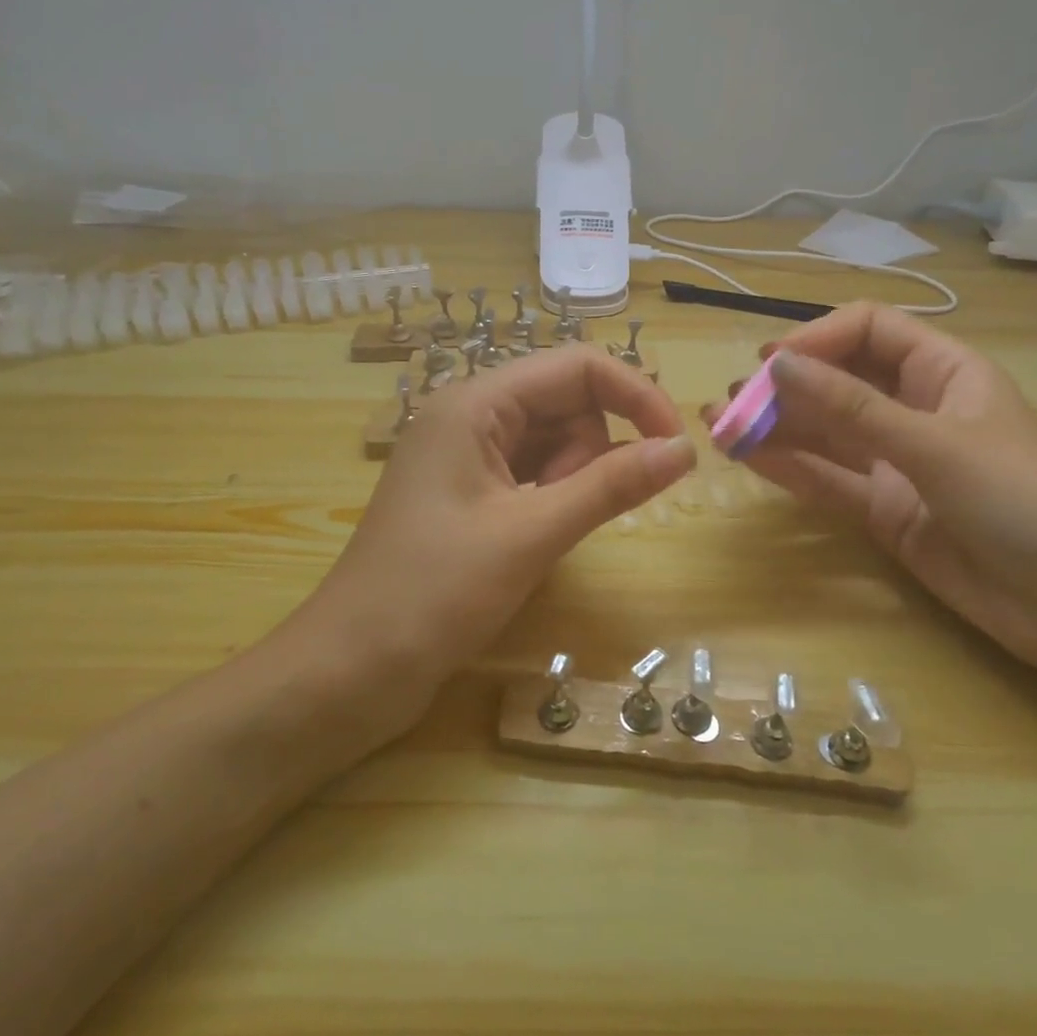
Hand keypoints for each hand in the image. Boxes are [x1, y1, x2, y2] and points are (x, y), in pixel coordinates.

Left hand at [319, 345, 694, 705]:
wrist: (352, 669)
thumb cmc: (435, 594)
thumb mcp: (531, 534)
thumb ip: (610, 485)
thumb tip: (683, 449)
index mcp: (474, 403)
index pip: (576, 366)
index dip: (634, 395)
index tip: (676, 446)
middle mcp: (468, 416)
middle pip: (565, 401)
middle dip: (593, 448)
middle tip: (576, 511)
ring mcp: (465, 456)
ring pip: (552, 440)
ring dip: (572, 478)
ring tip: (544, 533)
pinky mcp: (467, 494)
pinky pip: (531, 473)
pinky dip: (552, 496)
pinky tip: (542, 535)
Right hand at [707, 303, 1036, 669]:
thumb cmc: (1023, 501)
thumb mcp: (935, 445)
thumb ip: (853, 408)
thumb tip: (777, 365)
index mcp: (944, 372)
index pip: (869, 332)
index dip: (818, 339)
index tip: (770, 363)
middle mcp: (915, 409)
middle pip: (839, 382)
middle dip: (785, 386)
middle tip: (731, 400)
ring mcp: (897, 462)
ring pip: (826, 433)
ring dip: (776, 427)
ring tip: (721, 425)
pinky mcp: (884, 509)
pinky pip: (829, 479)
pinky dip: (790, 468)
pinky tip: (748, 458)